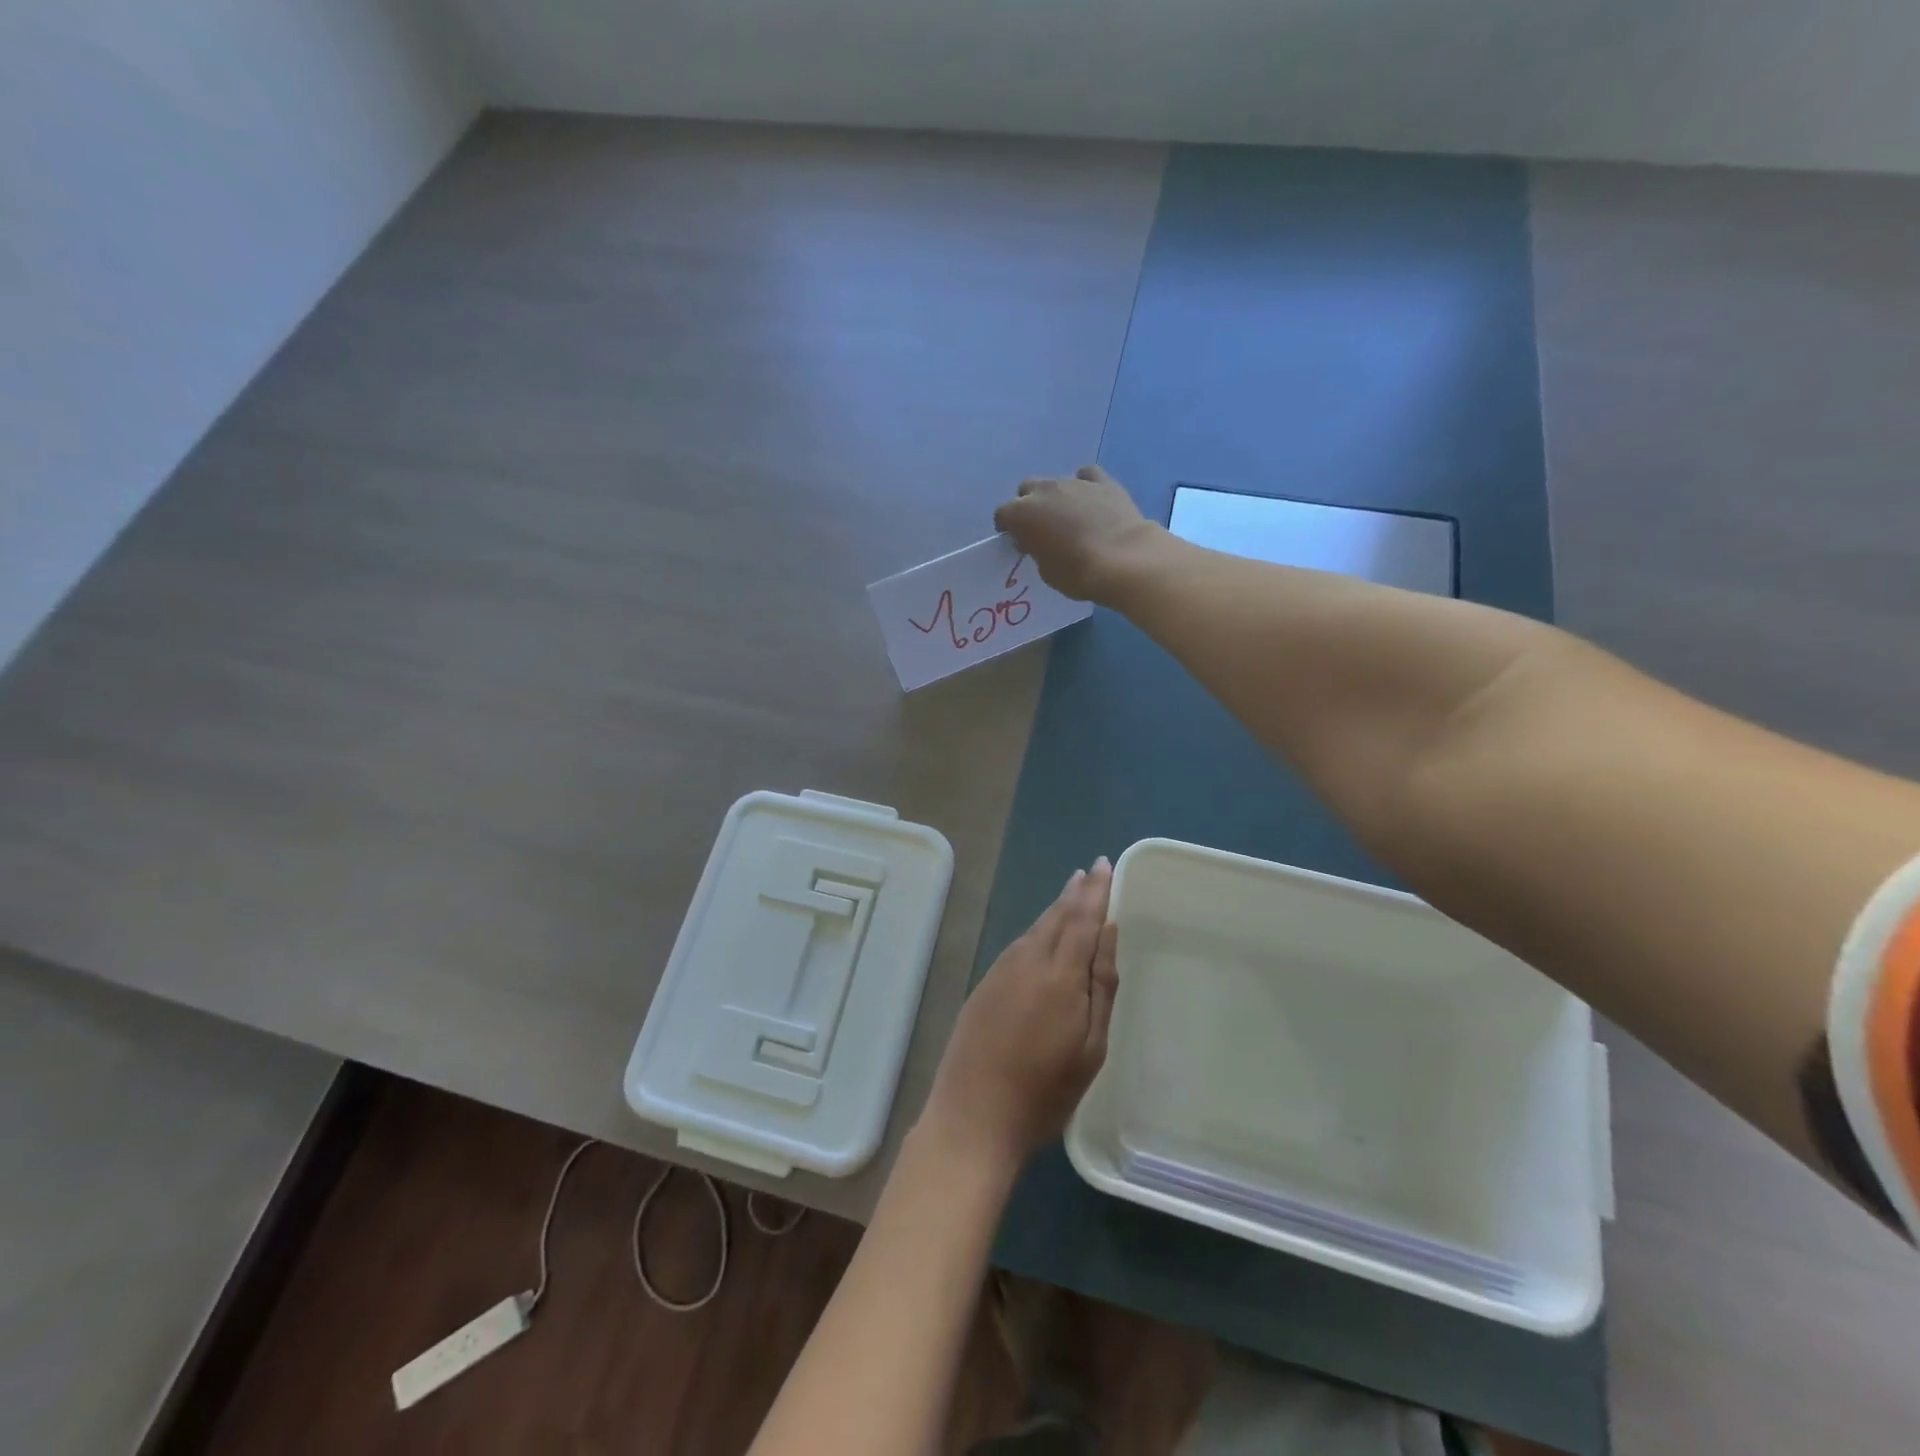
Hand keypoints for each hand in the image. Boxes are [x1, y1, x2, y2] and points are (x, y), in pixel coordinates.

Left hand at [919, 858, 1119, 1170]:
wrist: (973, 1116)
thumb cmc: (1045, 1092)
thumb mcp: (1090, 1048)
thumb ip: (1101, 985)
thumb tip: (1109, 931)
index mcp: (1060, 975)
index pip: (1082, 919)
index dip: (1095, 891)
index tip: (1104, 865)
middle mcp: (1028, 961)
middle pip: (1056, 917)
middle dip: (1076, 893)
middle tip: (1091, 872)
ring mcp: (1001, 972)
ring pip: (1035, 929)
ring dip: (1056, 909)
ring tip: (1072, 894)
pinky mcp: (984, 985)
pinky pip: (1018, 946)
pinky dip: (1037, 931)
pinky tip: (1043, 934)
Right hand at [994, 466, 1152, 602]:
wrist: (1122, 560)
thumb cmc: (1076, 573)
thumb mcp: (1045, 571)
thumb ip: (1036, 550)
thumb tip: (1037, 541)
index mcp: (1022, 514)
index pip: (1003, 514)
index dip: (1008, 527)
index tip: (1017, 540)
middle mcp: (1044, 490)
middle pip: (1027, 489)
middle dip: (1030, 504)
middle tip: (1041, 526)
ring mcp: (1074, 482)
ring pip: (1056, 482)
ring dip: (1057, 497)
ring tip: (1070, 517)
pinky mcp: (1103, 481)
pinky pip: (1087, 476)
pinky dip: (1086, 486)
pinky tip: (1092, 500)